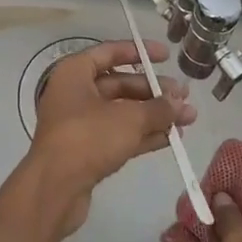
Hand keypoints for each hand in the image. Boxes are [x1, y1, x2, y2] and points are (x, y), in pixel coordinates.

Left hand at [23, 40, 194, 237]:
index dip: (139, 51)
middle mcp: (75, 93)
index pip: (110, 52)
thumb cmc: (87, 138)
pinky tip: (171, 139)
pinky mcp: (87, 151)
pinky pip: (119, 135)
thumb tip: (181, 103)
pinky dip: (143, 135)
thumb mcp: (128, 119)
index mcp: (75, 72)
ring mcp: (80, 123)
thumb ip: (157, 109)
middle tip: (184, 96)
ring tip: (187, 118)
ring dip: (154, 115)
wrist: (54, 189)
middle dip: (153, 91)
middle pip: (120, 84)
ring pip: (122, 112)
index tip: (166, 55)